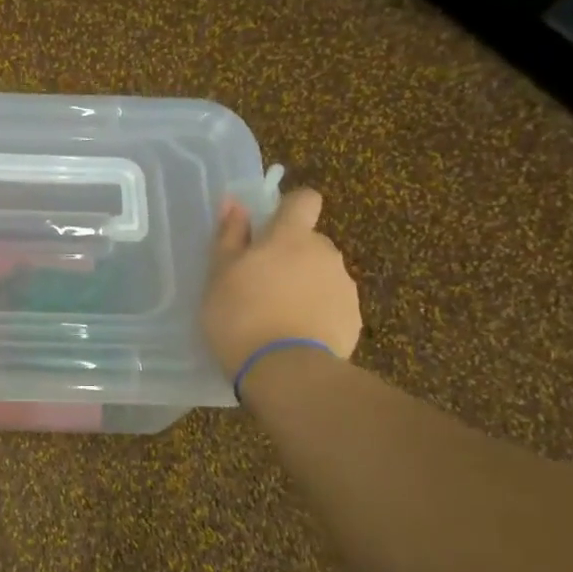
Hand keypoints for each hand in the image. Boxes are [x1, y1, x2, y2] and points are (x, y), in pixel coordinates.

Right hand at [201, 187, 360, 374]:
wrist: (285, 371)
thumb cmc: (241, 316)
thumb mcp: (219, 275)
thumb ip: (229, 236)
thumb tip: (235, 203)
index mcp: (291, 237)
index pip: (305, 200)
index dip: (289, 210)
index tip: (269, 230)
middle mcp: (325, 253)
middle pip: (310, 243)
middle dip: (291, 256)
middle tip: (261, 285)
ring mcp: (344, 287)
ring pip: (322, 275)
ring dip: (304, 286)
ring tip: (277, 318)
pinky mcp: (353, 319)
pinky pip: (332, 306)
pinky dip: (316, 314)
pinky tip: (295, 337)